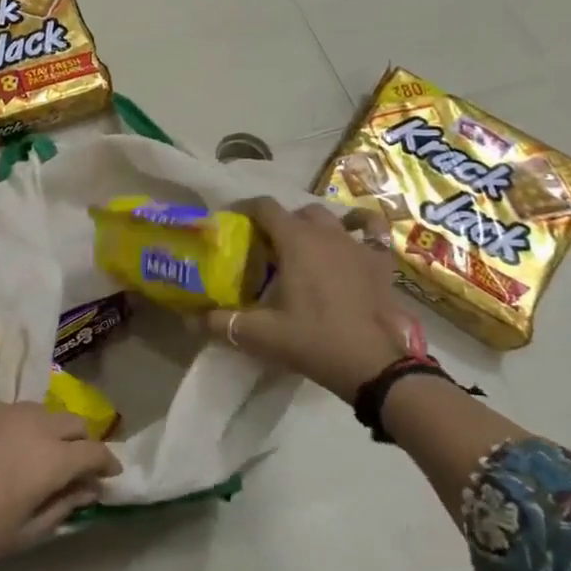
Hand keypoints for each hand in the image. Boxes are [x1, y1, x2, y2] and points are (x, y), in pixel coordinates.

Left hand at [0, 398, 121, 570]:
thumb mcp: (27, 533)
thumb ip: (65, 506)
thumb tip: (90, 488)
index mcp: (52, 457)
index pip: (95, 451)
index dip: (107, 462)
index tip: (107, 474)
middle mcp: (32, 422)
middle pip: (71, 421)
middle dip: (79, 440)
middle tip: (70, 462)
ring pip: (35, 410)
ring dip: (42, 429)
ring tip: (27, 450)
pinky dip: (3, 425)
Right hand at [203, 199, 424, 399]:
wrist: (372, 363)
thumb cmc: (312, 340)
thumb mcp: (260, 334)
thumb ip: (222, 323)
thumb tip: (190, 320)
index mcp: (296, 241)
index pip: (265, 207)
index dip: (246, 209)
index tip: (234, 221)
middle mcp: (327, 233)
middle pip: (298, 212)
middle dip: (281, 222)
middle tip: (268, 246)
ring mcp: (357, 244)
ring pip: (332, 219)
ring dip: (315, 226)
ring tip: (305, 246)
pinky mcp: (381, 262)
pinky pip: (372, 231)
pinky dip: (360, 228)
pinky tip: (354, 237)